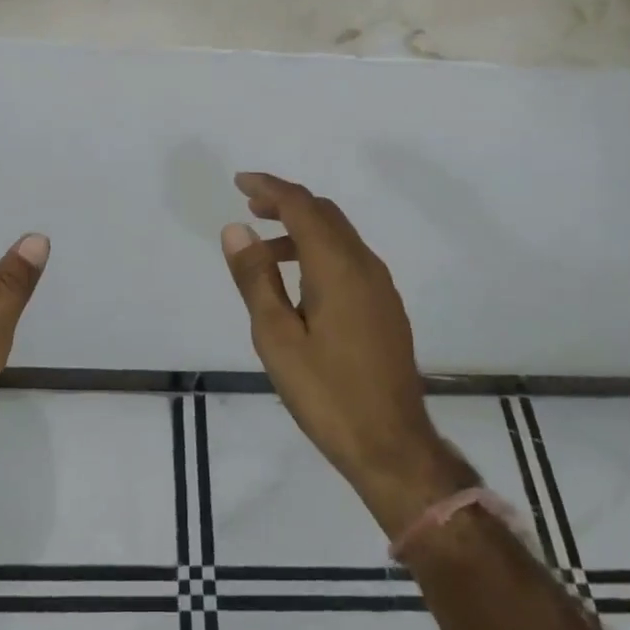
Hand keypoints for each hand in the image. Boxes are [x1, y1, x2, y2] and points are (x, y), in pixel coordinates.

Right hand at [221, 172, 474, 537]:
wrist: (392, 446)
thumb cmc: (327, 393)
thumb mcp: (276, 338)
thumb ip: (255, 278)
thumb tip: (237, 229)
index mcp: (337, 267)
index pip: (301, 206)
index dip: (270, 188)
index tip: (240, 182)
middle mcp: (365, 265)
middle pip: (324, 214)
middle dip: (286, 202)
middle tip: (250, 206)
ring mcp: (380, 286)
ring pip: (339, 235)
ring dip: (302, 228)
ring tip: (265, 248)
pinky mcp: (386, 307)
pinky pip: (349, 258)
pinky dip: (319, 250)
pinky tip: (299, 280)